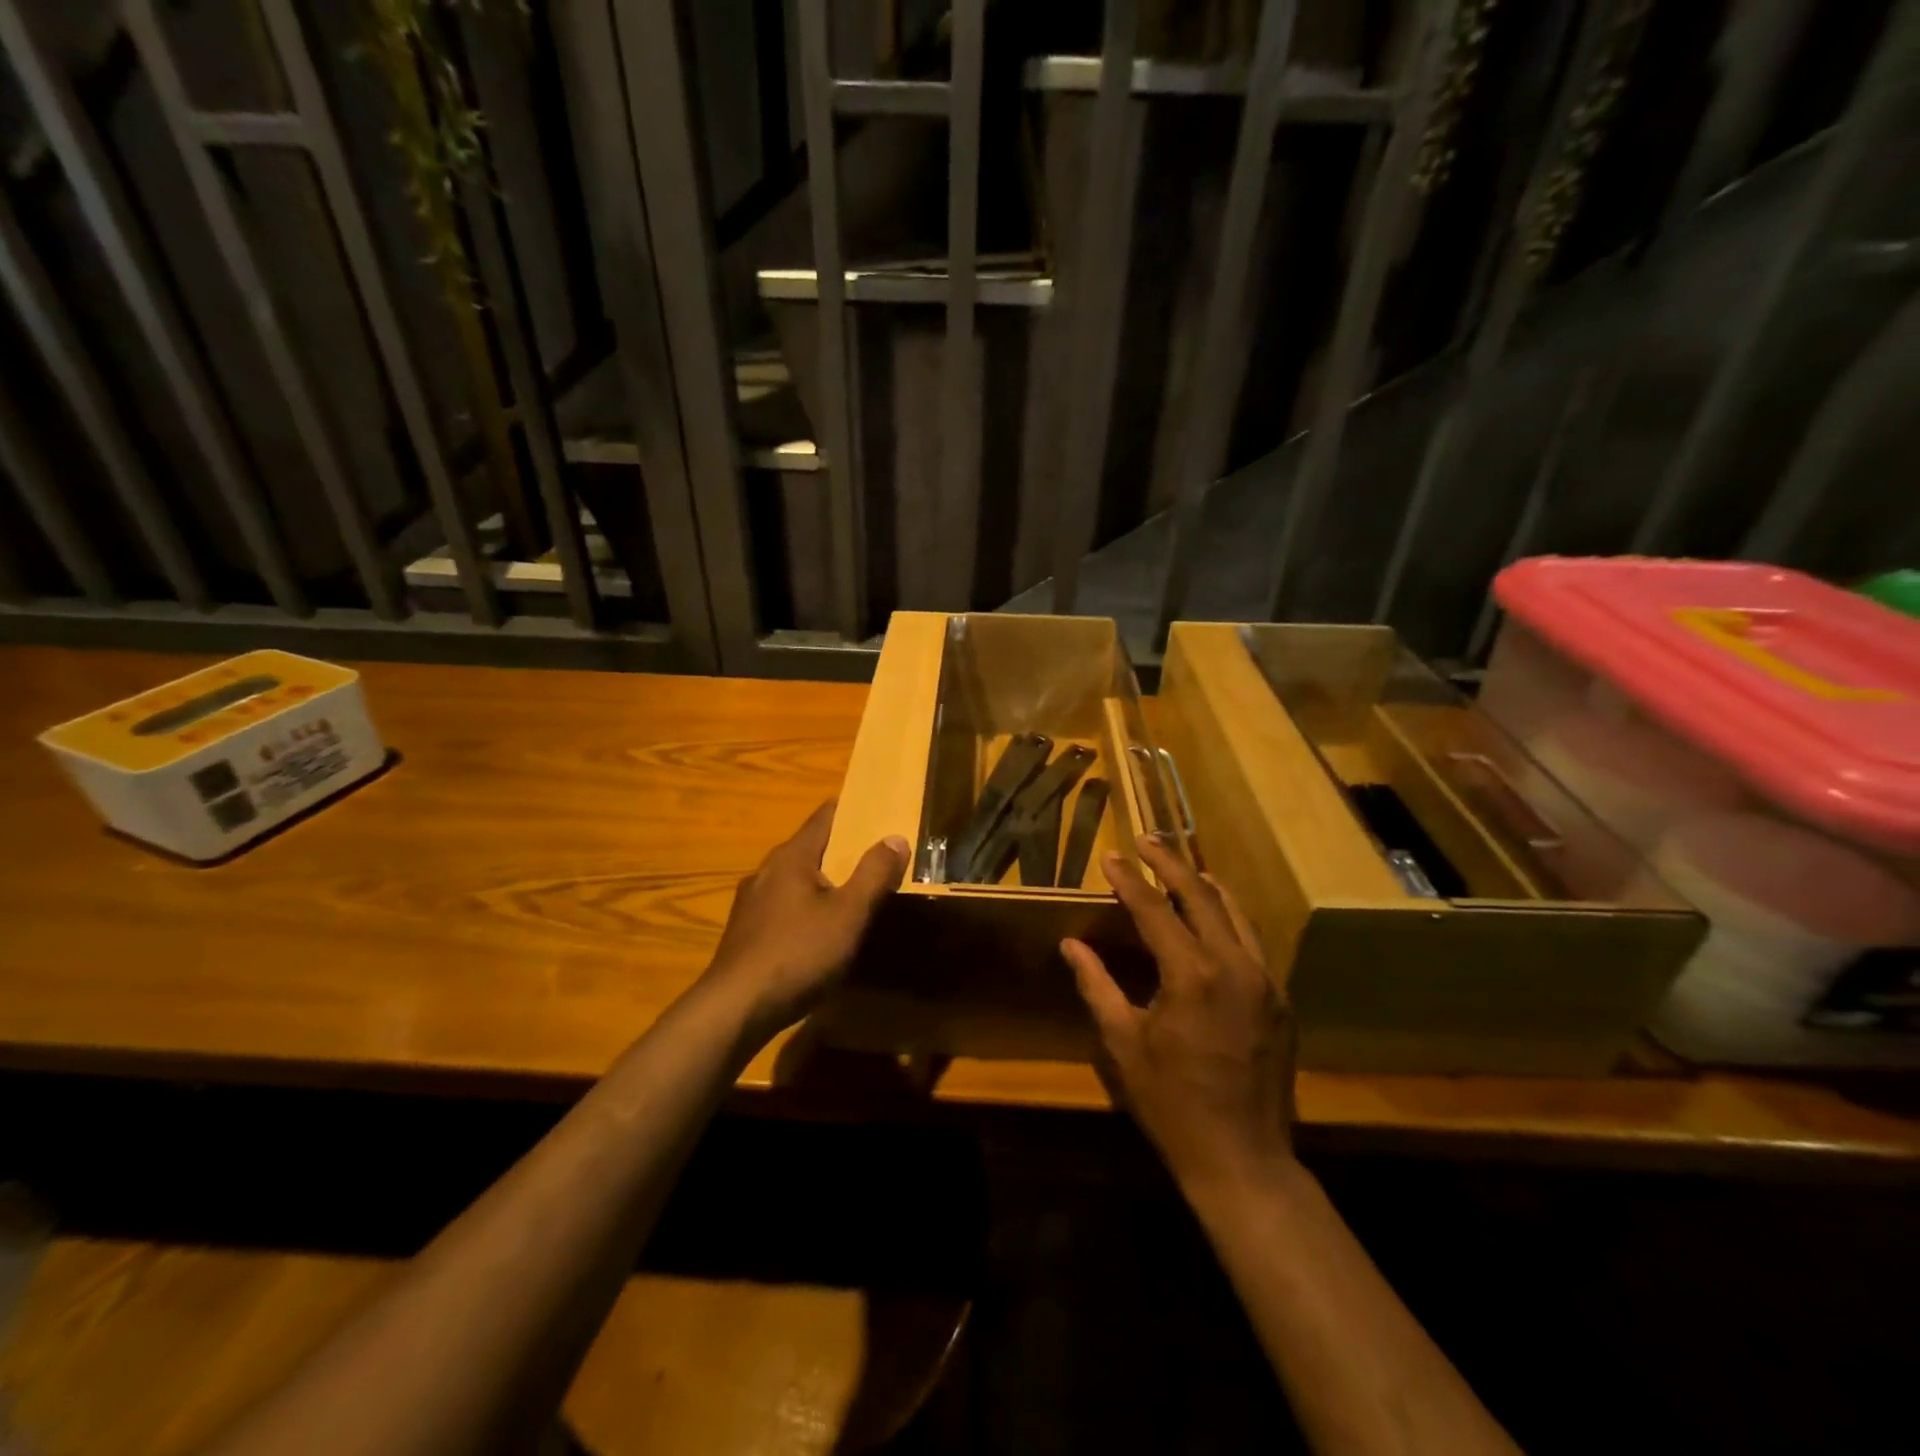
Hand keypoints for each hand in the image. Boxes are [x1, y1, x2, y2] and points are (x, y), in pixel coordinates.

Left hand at [704, 800, 907, 1039]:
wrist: (735, 1008)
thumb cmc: (798, 953)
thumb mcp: (849, 914)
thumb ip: (874, 874)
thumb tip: (895, 837)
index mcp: (792, 857)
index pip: (825, 817)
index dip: (853, 811)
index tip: (879, 811)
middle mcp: (767, 870)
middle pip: (811, 847)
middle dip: (843, 849)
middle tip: (877, 856)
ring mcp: (751, 902)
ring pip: (796, 879)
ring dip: (824, 881)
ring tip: (853, 894)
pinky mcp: (746, 932)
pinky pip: (784, 906)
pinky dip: (806, 907)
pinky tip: (819, 931)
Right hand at [1064, 838, 1297, 1198]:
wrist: (1243, 1160)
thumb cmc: (1173, 1103)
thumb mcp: (1124, 1044)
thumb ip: (1097, 986)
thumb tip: (1071, 946)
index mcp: (1192, 975)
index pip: (1155, 910)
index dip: (1129, 880)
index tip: (1111, 856)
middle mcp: (1235, 965)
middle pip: (1202, 896)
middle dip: (1171, 863)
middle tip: (1147, 840)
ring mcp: (1265, 981)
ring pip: (1236, 912)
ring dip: (1205, 885)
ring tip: (1182, 866)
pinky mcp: (1280, 999)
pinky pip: (1253, 941)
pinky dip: (1230, 917)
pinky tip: (1215, 917)